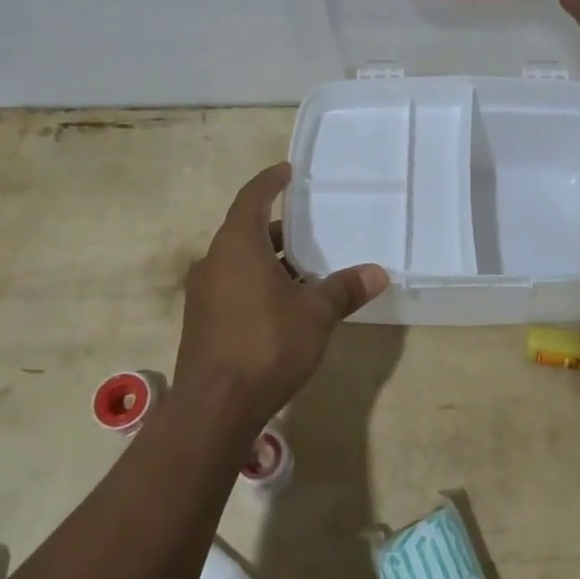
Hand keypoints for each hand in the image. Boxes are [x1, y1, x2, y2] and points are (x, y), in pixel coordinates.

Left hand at [175, 162, 387, 426]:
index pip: (252, 198)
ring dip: (269, 261)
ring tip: (305, 271)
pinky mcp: (202, 322)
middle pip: (246, 232)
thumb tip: (378, 273)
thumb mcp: (315, 314)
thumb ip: (344, 289)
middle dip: (278, 230)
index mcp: (237, 245)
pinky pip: (232, 287)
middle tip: (310, 230)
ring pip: (239, 263)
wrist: (214, 407)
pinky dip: (257, 285)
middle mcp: (213, 262)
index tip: (287, 171)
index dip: (270, 182)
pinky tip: (283, 307)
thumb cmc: (267, 344)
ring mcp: (203, 294)